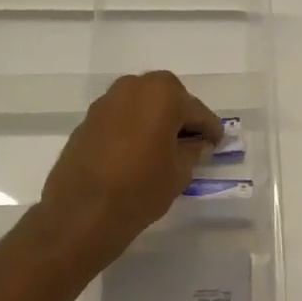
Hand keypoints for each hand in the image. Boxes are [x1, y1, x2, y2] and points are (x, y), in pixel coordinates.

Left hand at [37, 72, 222, 266]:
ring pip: (141, 102)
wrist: (84, 211)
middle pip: (167, 95)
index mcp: (163, 96)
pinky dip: (134, 126)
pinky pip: (122, 116)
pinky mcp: (88, 120)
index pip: (197, 110)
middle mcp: (134, 88)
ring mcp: (107, 102)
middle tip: (192, 139)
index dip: (211, 129)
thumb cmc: (142, 189)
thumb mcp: (180, 173)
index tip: (217, 143)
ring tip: (165, 145)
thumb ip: (193, 151)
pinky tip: (139, 150)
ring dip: (156, 118)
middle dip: (181, 114)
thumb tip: (198, 143)